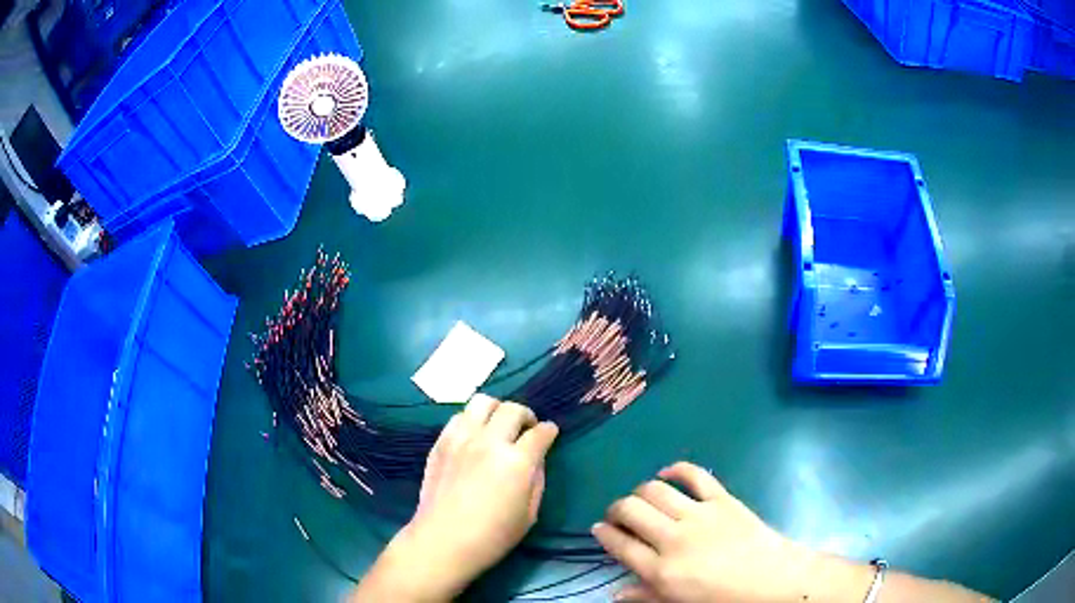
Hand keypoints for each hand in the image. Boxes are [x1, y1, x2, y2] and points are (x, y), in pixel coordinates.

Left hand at [352, 395, 558, 601]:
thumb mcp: (530, 514)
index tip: (550, 433)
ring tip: (499, 427)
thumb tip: (536, 459)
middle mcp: (489, 442)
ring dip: (497, 411)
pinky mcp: (441, 442)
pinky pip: (459, 416)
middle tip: (527, 430)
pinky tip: (474, 436)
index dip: (549, 431)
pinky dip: (472, 420)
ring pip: (483, 402)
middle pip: (512, 409)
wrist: (443, 540)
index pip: (540, 432)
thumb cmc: (493, 536)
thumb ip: (537, 480)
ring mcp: (461, 439)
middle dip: (526, 416)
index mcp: (516, 461)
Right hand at [593, 462, 867, 602]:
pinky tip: (667, 473)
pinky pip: (694, 474)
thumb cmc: (724, 599)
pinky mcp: (722, 499)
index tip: (599, 529)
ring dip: (640, 491)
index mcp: (661, 571)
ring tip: (641, 499)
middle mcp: (673, 538)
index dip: (603, 534)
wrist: (773, 581)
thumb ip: (646, 596)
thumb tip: (615, 593)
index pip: (619, 544)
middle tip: (618, 515)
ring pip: (654, 490)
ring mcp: (699, 515)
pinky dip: (676, 468)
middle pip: (630, 510)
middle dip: (616, 509)